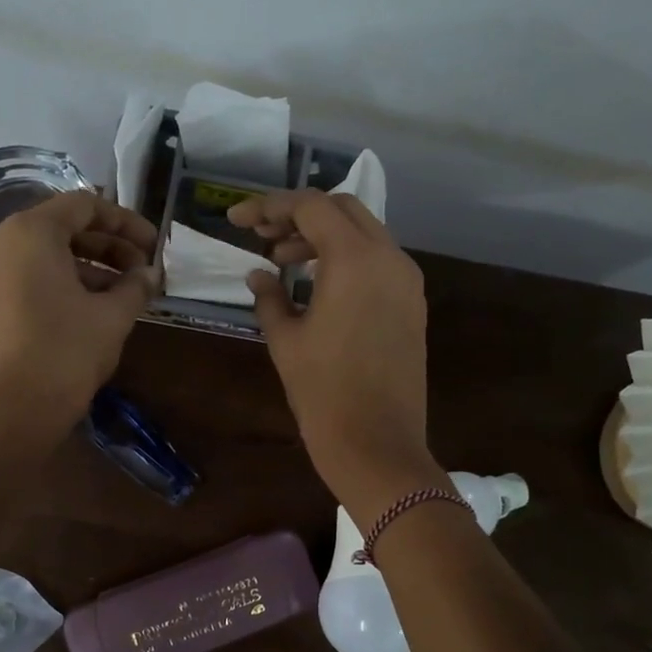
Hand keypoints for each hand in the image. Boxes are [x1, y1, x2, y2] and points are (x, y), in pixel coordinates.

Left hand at [0, 191, 158, 435]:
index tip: (153, 245)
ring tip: (125, 295)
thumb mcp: (111, 317)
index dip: (125, 222)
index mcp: (29, 232)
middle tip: (143, 271)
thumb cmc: (65, 353)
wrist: (10, 412)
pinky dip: (62, 284)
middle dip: (108, 247)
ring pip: (45, 256)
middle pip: (62, 228)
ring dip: (88, 268)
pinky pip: (28, 278)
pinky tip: (93, 309)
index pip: (84, 206)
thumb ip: (135, 287)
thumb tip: (150, 274)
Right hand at [227, 189, 439, 517]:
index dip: (270, 206)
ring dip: (324, 237)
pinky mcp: (413, 305)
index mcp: (355, 260)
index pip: (311, 207)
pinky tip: (318, 284)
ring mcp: (407, 282)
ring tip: (283, 260)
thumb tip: (259, 275)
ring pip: (365, 233)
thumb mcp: (286, 342)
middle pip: (343, 210)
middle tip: (263, 237)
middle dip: (299, 216)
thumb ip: (270, 298)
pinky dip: (347, 259)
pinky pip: (379, 262)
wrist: (377, 445)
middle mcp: (390, 258)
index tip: (238, 220)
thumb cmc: (323, 393)